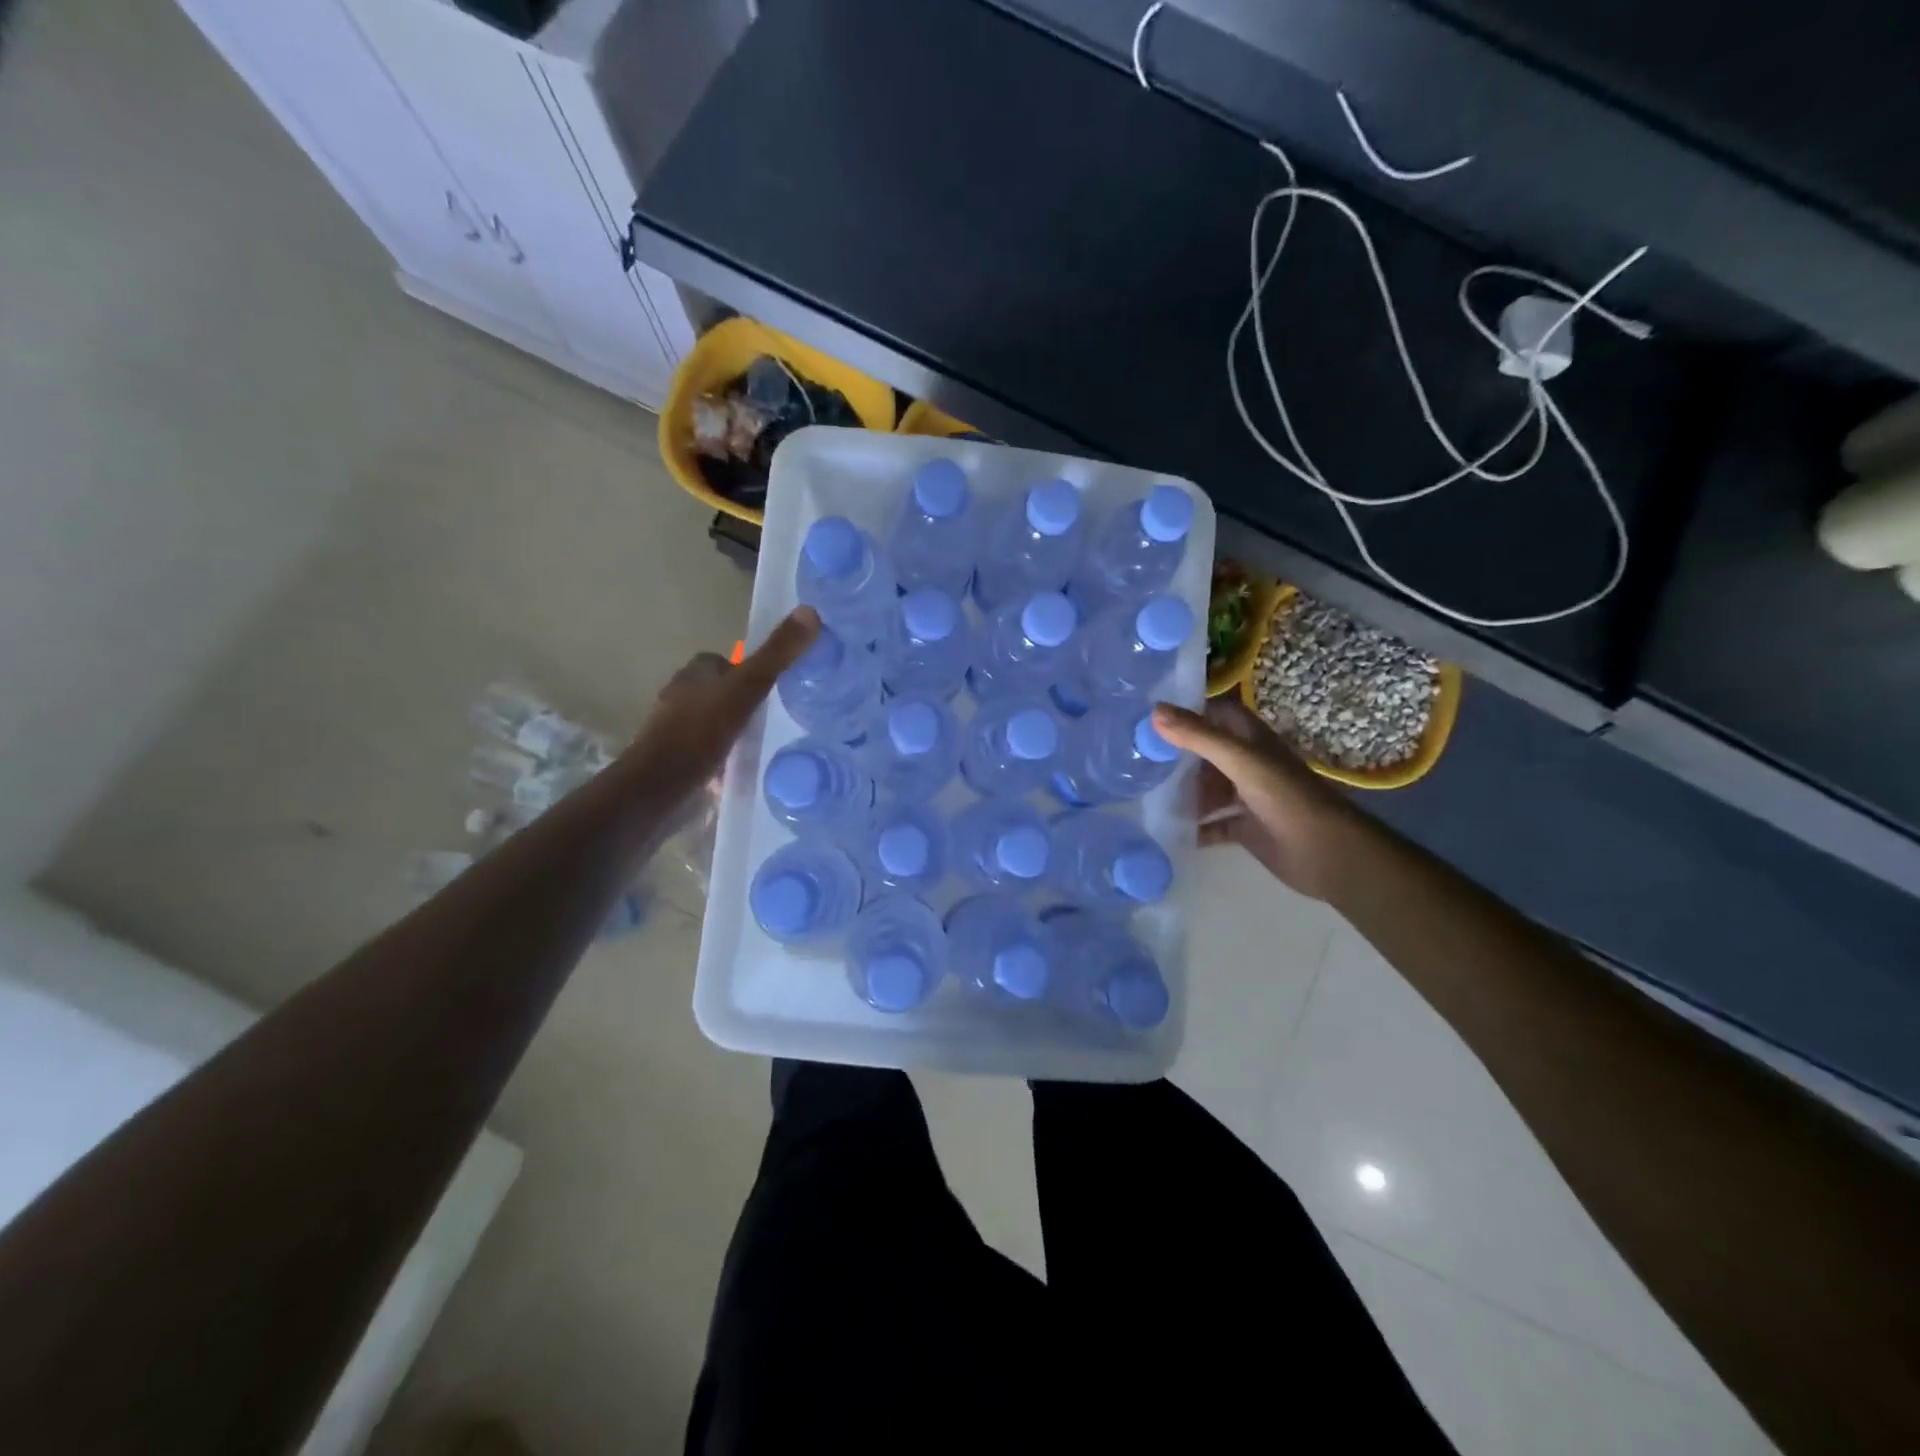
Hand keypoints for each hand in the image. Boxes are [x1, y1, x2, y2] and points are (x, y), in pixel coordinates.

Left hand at [618, 607, 819, 798]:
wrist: (660, 788)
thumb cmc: (701, 731)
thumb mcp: (747, 688)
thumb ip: (777, 655)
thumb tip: (810, 611)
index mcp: (694, 673)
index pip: (723, 662)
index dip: (747, 670)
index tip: (774, 685)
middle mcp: (681, 697)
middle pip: (720, 691)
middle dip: (743, 701)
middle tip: (777, 715)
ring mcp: (677, 732)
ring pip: (715, 722)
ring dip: (735, 729)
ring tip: (766, 742)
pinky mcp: (679, 762)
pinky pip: (709, 752)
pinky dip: (725, 757)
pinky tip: (745, 767)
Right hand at [1152, 697, 1357, 900]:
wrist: (1326, 853)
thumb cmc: (1286, 797)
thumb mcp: (1240, 761)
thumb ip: (1199, 737)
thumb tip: (1154, 711)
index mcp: (1250, 740)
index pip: (1214, 713)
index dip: (1186, 710)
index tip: (1147, 713)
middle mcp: (1247, 763)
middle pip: (1205, 752)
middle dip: (1174, 753)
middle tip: (1132, 755)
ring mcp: (1245, 796)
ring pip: (1205, 788)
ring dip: (1180, 791)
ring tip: (1140, 792)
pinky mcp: (1243, 827)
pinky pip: (1210, 823)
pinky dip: (1190, 826)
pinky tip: (1164, 828)